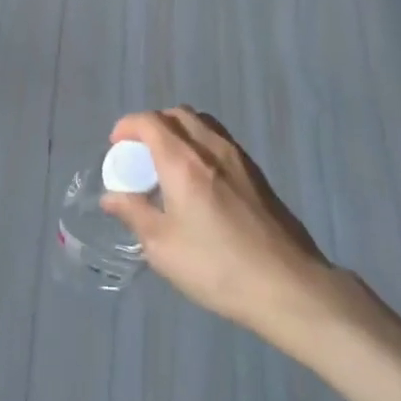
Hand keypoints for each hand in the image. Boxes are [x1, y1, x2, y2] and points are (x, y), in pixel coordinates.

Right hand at [102, 108, 332, 333]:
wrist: (289, 286)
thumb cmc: (217, 267)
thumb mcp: (163, 247)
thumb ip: (134, 214)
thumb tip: (112, 197)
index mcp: (183, 162)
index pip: (150, 122)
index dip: (127, 126)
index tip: (116, 146)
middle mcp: (212, 149)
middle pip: (178, 114)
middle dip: (152, 125)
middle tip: (139, 154)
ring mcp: (239, 159)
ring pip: (203, 124)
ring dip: (178, 132)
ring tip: (167, 164)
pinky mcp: (258, 175)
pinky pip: (220, 142)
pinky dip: (200, 145)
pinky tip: (198, 181)